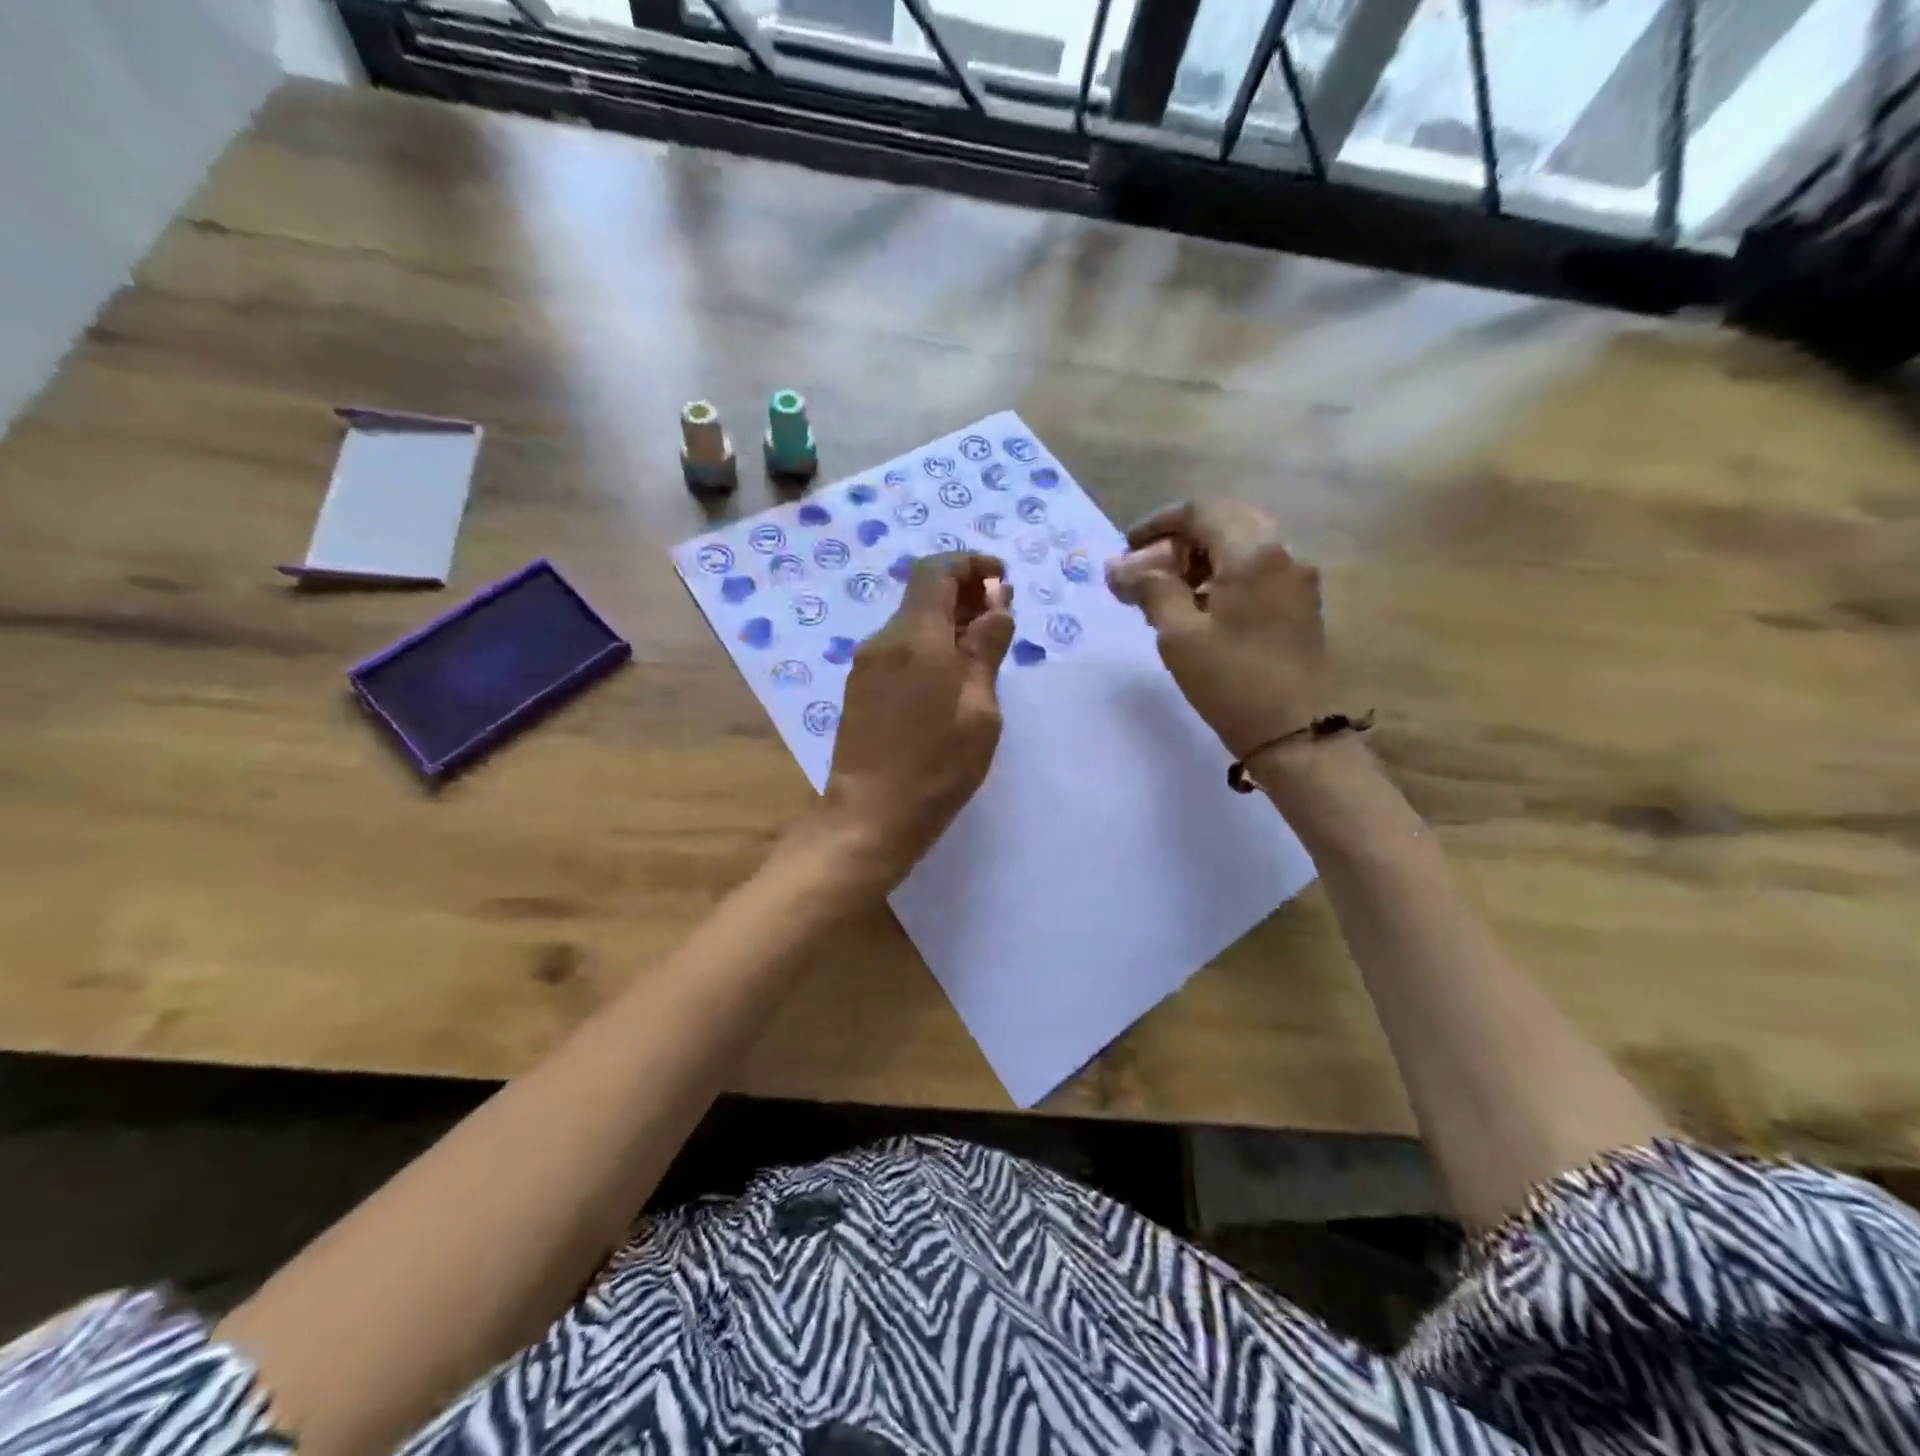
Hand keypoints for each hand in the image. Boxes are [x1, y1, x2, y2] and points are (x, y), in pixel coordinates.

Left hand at [813, 552, 1014, 885]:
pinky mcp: (861, 689)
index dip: (972, 565)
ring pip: (911, 623)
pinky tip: (952, 675)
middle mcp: (884, 640)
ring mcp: (866, 665)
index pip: (937, 570)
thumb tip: (997, 605)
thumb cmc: (937, 766)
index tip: (1002, 582)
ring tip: (984, 646)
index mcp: (914, 637)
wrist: (869, 817)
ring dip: (947, 621)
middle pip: (922, 594)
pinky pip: (899, 650)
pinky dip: (929, 646)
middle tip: (1001, 615)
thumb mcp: (979, 709)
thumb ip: (986, 649)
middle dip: (964, 592)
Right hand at [1109, 501, 1329, 759]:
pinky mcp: (1299, 606)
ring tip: (1167, 594)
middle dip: (1180, 541)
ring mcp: (1296, 580)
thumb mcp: (1179, 635)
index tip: (1127, 548)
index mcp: (1253, 553)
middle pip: (1225, 524)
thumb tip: (1119, 567)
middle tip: (1147, 571)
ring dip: (1201, 560)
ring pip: (1242, 548)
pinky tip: (1200, 610)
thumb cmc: (1231, 681)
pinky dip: (1223, 577)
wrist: (1294, 733)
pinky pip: (1256, 573)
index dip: (1158, 524)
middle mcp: (1282, 554)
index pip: (1201, 512)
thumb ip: (1150, 590)